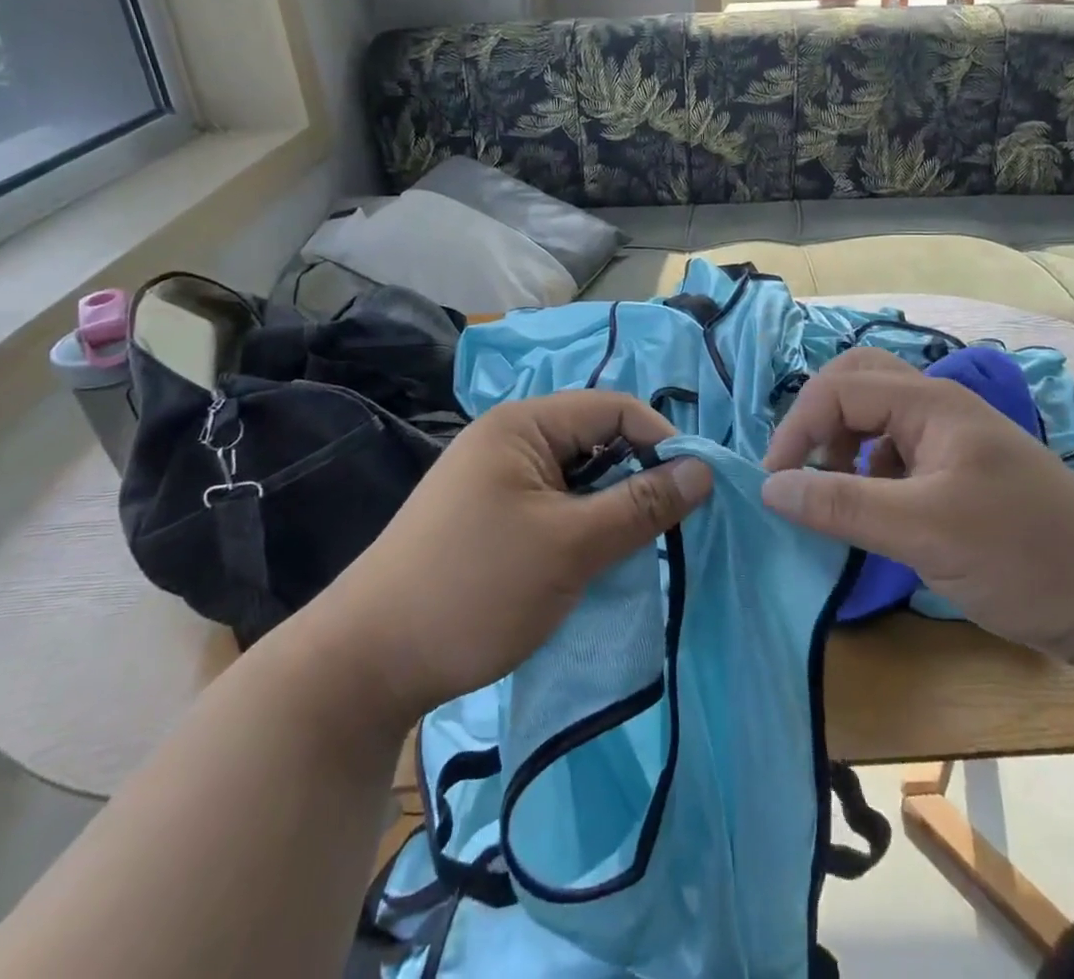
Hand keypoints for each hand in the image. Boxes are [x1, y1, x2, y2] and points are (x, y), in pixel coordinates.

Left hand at [287, 392, 711, 734]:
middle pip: (597, 439)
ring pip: (578, 476)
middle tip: (667, 528)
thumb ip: (642, 505)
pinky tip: (594, 560)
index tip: (695, 493)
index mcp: (524, 424)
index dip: (661, 442)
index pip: (615, 409)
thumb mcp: (571, 546)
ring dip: (611, 507)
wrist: (368, 663)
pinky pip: (555, 504)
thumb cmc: (476, 588)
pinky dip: (583, 526)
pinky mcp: (490, 516)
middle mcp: (510, 439)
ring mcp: (496, 478)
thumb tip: (704, 471)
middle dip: (637, 477)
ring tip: (634, 549)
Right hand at [762, 350, 1073, 691]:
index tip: (775, 483)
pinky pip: (894, 450)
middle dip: (818, 419)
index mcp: (931, 403)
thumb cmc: (1023, 555)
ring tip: (834, 493)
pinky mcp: (959, 470)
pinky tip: (873, 509)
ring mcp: (952, 438)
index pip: (839, 387)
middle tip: (801, 468)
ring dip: (841, 444)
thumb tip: (769, 488)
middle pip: (857, 382)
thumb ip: (841, 505)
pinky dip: (867, 469)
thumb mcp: (922, 532)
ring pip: (874, 416)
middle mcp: (938, 407)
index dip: (798, 427)